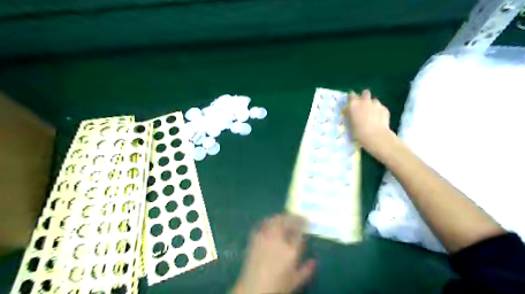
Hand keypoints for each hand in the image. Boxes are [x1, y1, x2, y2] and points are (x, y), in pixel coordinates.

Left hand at [234, 213, 315, 292]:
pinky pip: (263, 224)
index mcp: (290, 250)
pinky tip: (271, 223)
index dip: (304, 224)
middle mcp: (278, 239)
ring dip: (282, 217)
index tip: (308, 223)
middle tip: (299, 217)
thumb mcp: (295, 281)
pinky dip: (269, 221)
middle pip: (286, 221)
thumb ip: (306, 270)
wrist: (253, 289)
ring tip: (286, 218)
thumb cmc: (277, 286)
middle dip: (294, 217)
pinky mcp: (255, 238)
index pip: (299, 231)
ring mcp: (265, 237)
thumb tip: (314, 262)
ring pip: (274, 220)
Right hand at [344, 90, 390, 151]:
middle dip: (364, 97)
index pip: (351, 95)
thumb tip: (347, 111)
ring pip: (374, 100)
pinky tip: (379, 119)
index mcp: (354, 104)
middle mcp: (365, 101)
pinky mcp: (384, 109)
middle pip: (365, 93)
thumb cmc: (358, 132)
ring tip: (372, 114)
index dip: (352, 97)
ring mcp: (376, 104)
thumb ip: (349, 115)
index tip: (352, 101)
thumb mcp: (349, 123)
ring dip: (372, 104)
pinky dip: (379, 111)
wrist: (375, 136)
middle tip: (363, 105)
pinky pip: (381, 107)